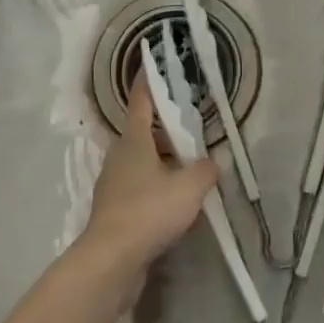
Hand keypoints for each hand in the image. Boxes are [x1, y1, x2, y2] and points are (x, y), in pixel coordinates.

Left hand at [81, 76, 217, 273]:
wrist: (111, 260)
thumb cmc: (148, 211)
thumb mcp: (189, 188)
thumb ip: (205, 170)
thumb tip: (212, 162)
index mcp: (134, 141)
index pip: (141, 101)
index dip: (148, 81)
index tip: (150, 61)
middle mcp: (119, 157)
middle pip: (142, 133)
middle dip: (164, 128)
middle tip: (189, 127)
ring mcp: (113, 185)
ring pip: (141, 163)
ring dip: (162, 161)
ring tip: (188, 166)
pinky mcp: (114, 211)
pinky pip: (139, 189)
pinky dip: (156, 188)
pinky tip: (174, 202)